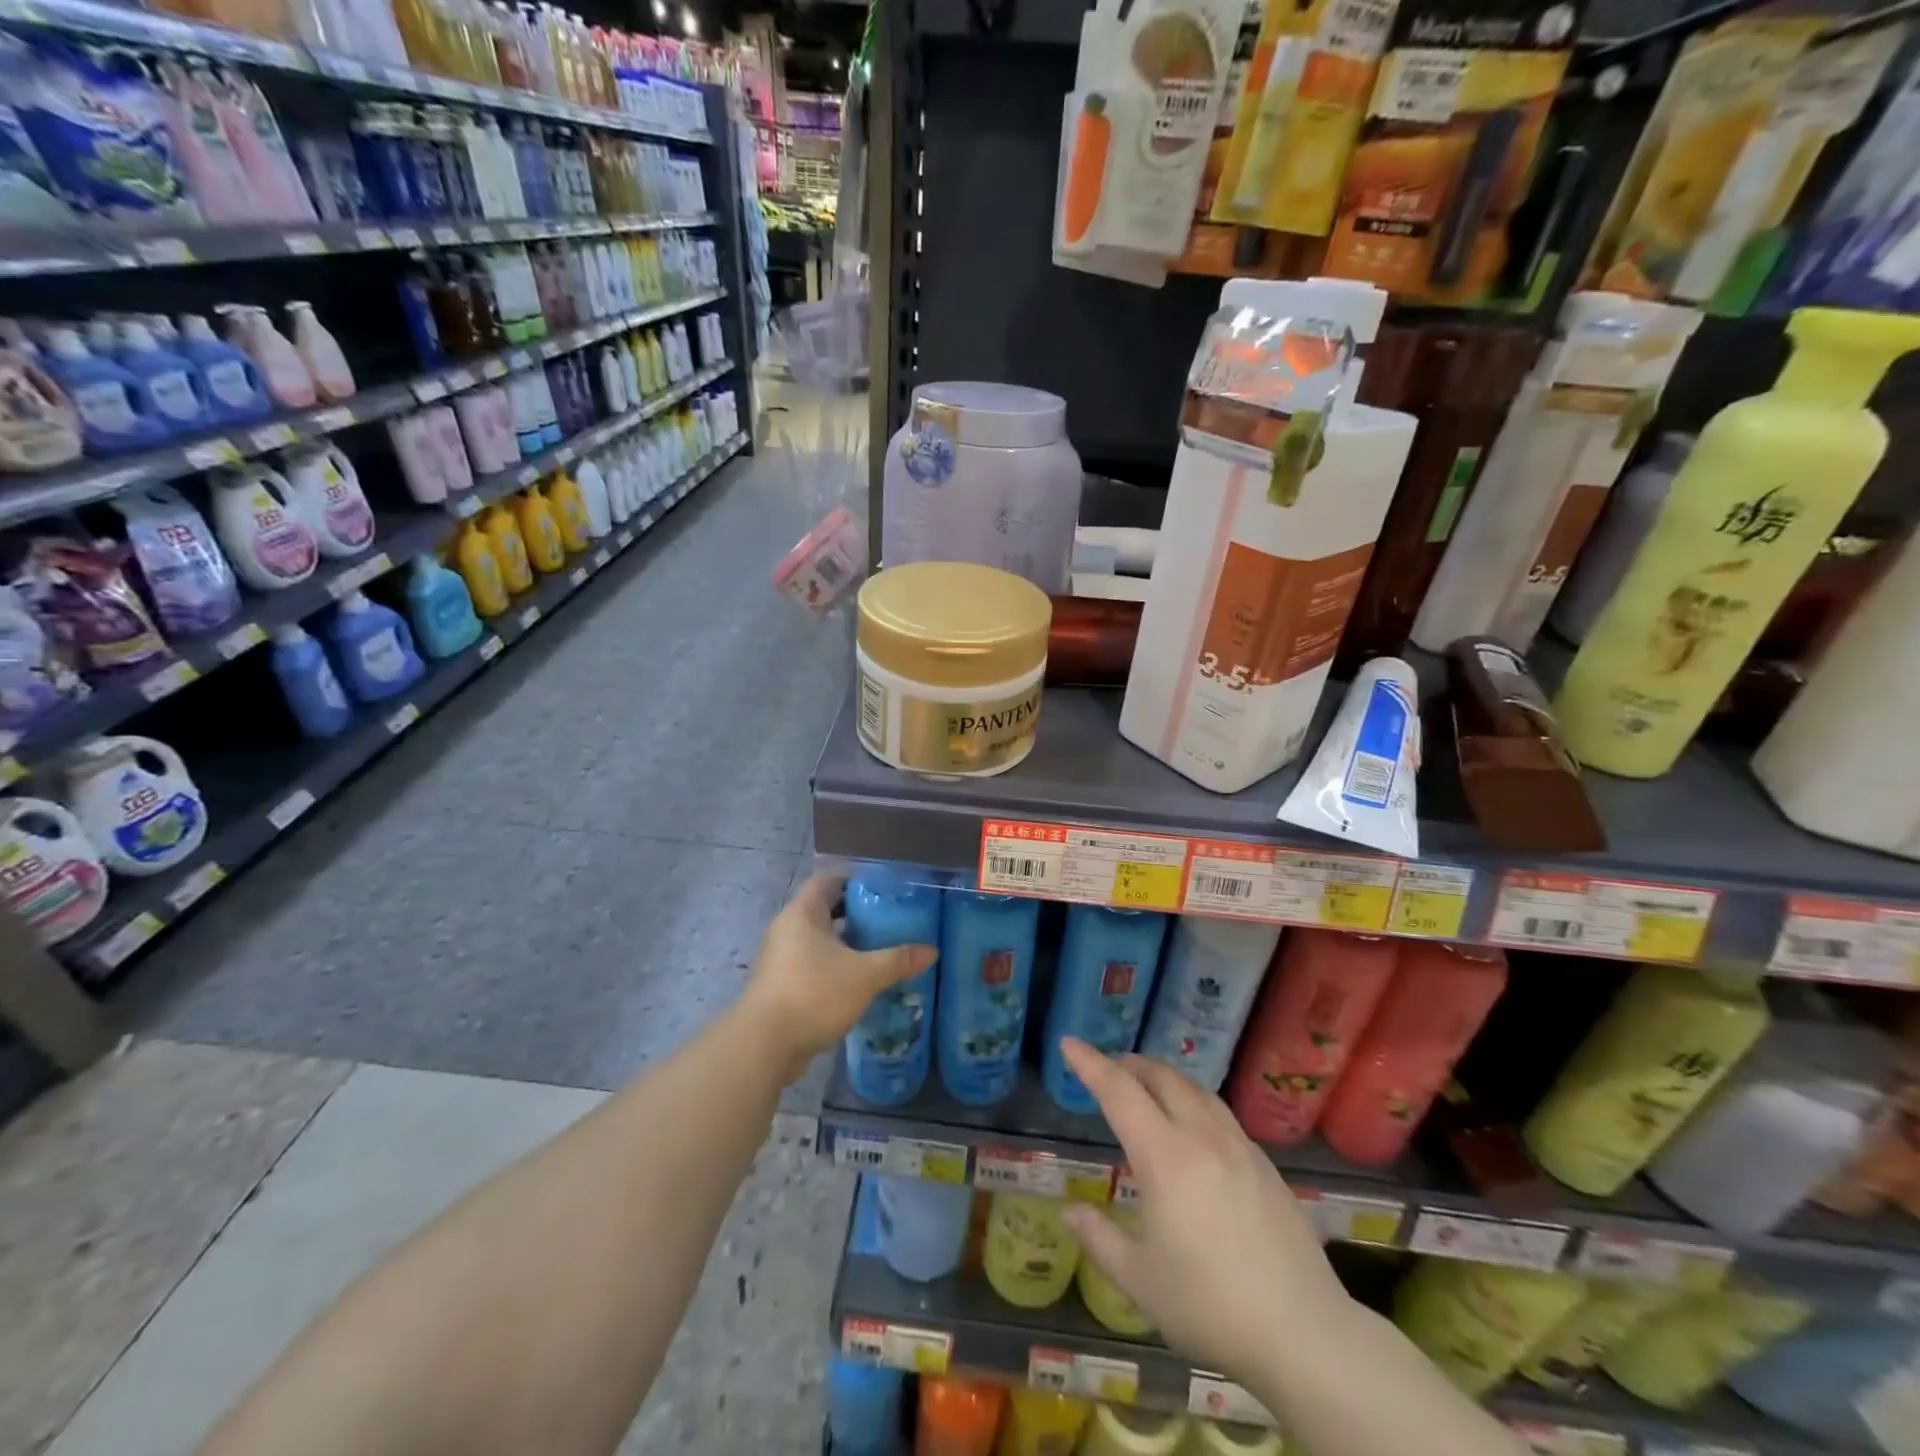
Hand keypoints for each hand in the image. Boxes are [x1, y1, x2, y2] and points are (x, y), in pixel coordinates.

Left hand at [739, 873, 935, 1078]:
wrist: (765, 1045)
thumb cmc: (813, 993)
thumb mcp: (864, 975)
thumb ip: (897, 960)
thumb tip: (931, 951)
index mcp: (803, 913)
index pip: (828, 880)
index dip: (855, 879)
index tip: (884, 889)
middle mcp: (788, 929)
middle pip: (825, 909)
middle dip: (857, 913)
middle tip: (890, 920)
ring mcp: (782, 959)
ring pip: (820, 940)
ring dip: (847, 943)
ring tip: (881, 949)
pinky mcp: (782, 985)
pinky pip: (814, 964)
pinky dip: (836, 967)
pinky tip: (861, 980)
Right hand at [1058, 1038, 1351, 1382]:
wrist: (1305, 1335)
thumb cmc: (1211, 1308)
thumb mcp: (1140, 1281)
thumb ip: (1099, 1239)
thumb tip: (1069, 1212)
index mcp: (1165, 1156)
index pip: (1119, 1092)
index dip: (1090, 1064)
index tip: (1069, 1043)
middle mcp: (1202, 1137)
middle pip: (1162, 1077)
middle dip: (1130, 1064)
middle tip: (1108, 1070)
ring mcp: (1239, 1147)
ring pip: (1196, 1089)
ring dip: (1165, 1078)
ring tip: (1148, 1089)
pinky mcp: (1266, 1166)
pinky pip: (1220, 1113)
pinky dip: (1194, 1102)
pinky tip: (1194, 1129)